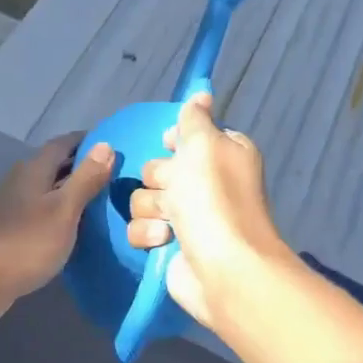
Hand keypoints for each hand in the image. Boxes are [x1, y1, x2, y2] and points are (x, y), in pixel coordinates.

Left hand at [0, 134, 113, 315]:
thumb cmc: (26, 243)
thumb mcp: (64, 210)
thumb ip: (85, 179)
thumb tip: (106, 144)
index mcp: (33, 170)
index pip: (63, 143)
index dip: (87, 141)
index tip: (113, 144)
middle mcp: (20, 180)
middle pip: (54, 164)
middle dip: (82, 166)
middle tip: (115, 174)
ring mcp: (12, 205)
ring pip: (48, 188)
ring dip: (71, 190)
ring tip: (101, 199)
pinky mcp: (10, 228)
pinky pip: (41, 210)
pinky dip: (60, 211)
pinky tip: (74, 226)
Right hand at [126, 93, 287, 330]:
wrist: (222, 268)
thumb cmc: (214, 199)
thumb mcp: (204, 144)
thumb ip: (195, 118)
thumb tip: (202, 94)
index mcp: (222, 155)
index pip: (188, 135)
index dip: (175, 140)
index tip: (170, 145)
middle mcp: (206, 183)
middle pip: (159, 166)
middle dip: (160, 178)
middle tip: (175, 190)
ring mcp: (188, 216)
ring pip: (143, 197)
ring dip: (151, 208)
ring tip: (171, 222)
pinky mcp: (169, 245)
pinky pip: (139, 227)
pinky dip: (148, 234)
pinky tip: (164, 241)